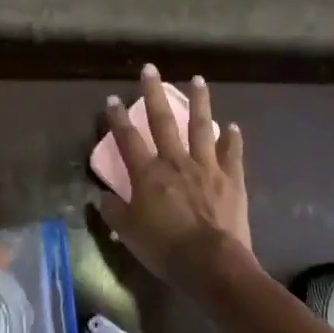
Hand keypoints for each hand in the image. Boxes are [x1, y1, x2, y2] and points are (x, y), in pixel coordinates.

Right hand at [98, 66, 256, 293]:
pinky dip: (232, 138)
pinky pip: (232, 153)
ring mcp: (206, 166)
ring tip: (198, 79)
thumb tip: (101, 196)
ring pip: (201, 126)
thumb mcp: (129, 233)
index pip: (128, 139)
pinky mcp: (231, 178)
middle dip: (154, 93)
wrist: (211, 263)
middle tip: (151, 69)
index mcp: (148, 174)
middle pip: (162, 121)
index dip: (117, 118)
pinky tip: (232, 126)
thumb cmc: (165, 249)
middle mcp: (175, 161)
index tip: (112, 99)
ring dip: (199, 101)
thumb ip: (113, 211)